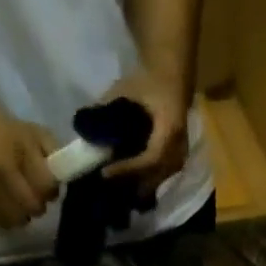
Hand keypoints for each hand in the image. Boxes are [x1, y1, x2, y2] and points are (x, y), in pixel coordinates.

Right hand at [0, 107, 60, 229]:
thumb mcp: (36, 133)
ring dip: (24, 215)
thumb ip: (54, 154)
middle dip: (38, 205)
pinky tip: (8, 206)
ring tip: (21, 202)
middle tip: (34, 196)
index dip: (50, 190)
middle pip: (33, 207)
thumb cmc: (9, 134)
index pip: (46, 187)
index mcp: (19, 151)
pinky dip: (9, 218)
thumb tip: (64, 179)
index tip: (47, 186)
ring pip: (17, 219)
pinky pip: (1, 222)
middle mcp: (0, 170)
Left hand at [100, 71, 190, 198]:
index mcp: (169, 129)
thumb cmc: (149, 81)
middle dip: (133, 183)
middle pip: (156, 175)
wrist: (172, 75)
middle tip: (110, 190)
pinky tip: (134, 183)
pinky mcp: (179, 155)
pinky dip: (149, 180)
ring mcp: (181, 152)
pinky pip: (164, 174)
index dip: (128, 169)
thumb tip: (84, 129)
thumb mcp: (126, 90)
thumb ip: (106, 108)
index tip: (106, 173)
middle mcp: (179, 145)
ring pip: (161, 178)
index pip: (149, 159)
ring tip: (121, 191)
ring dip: (141, 185)